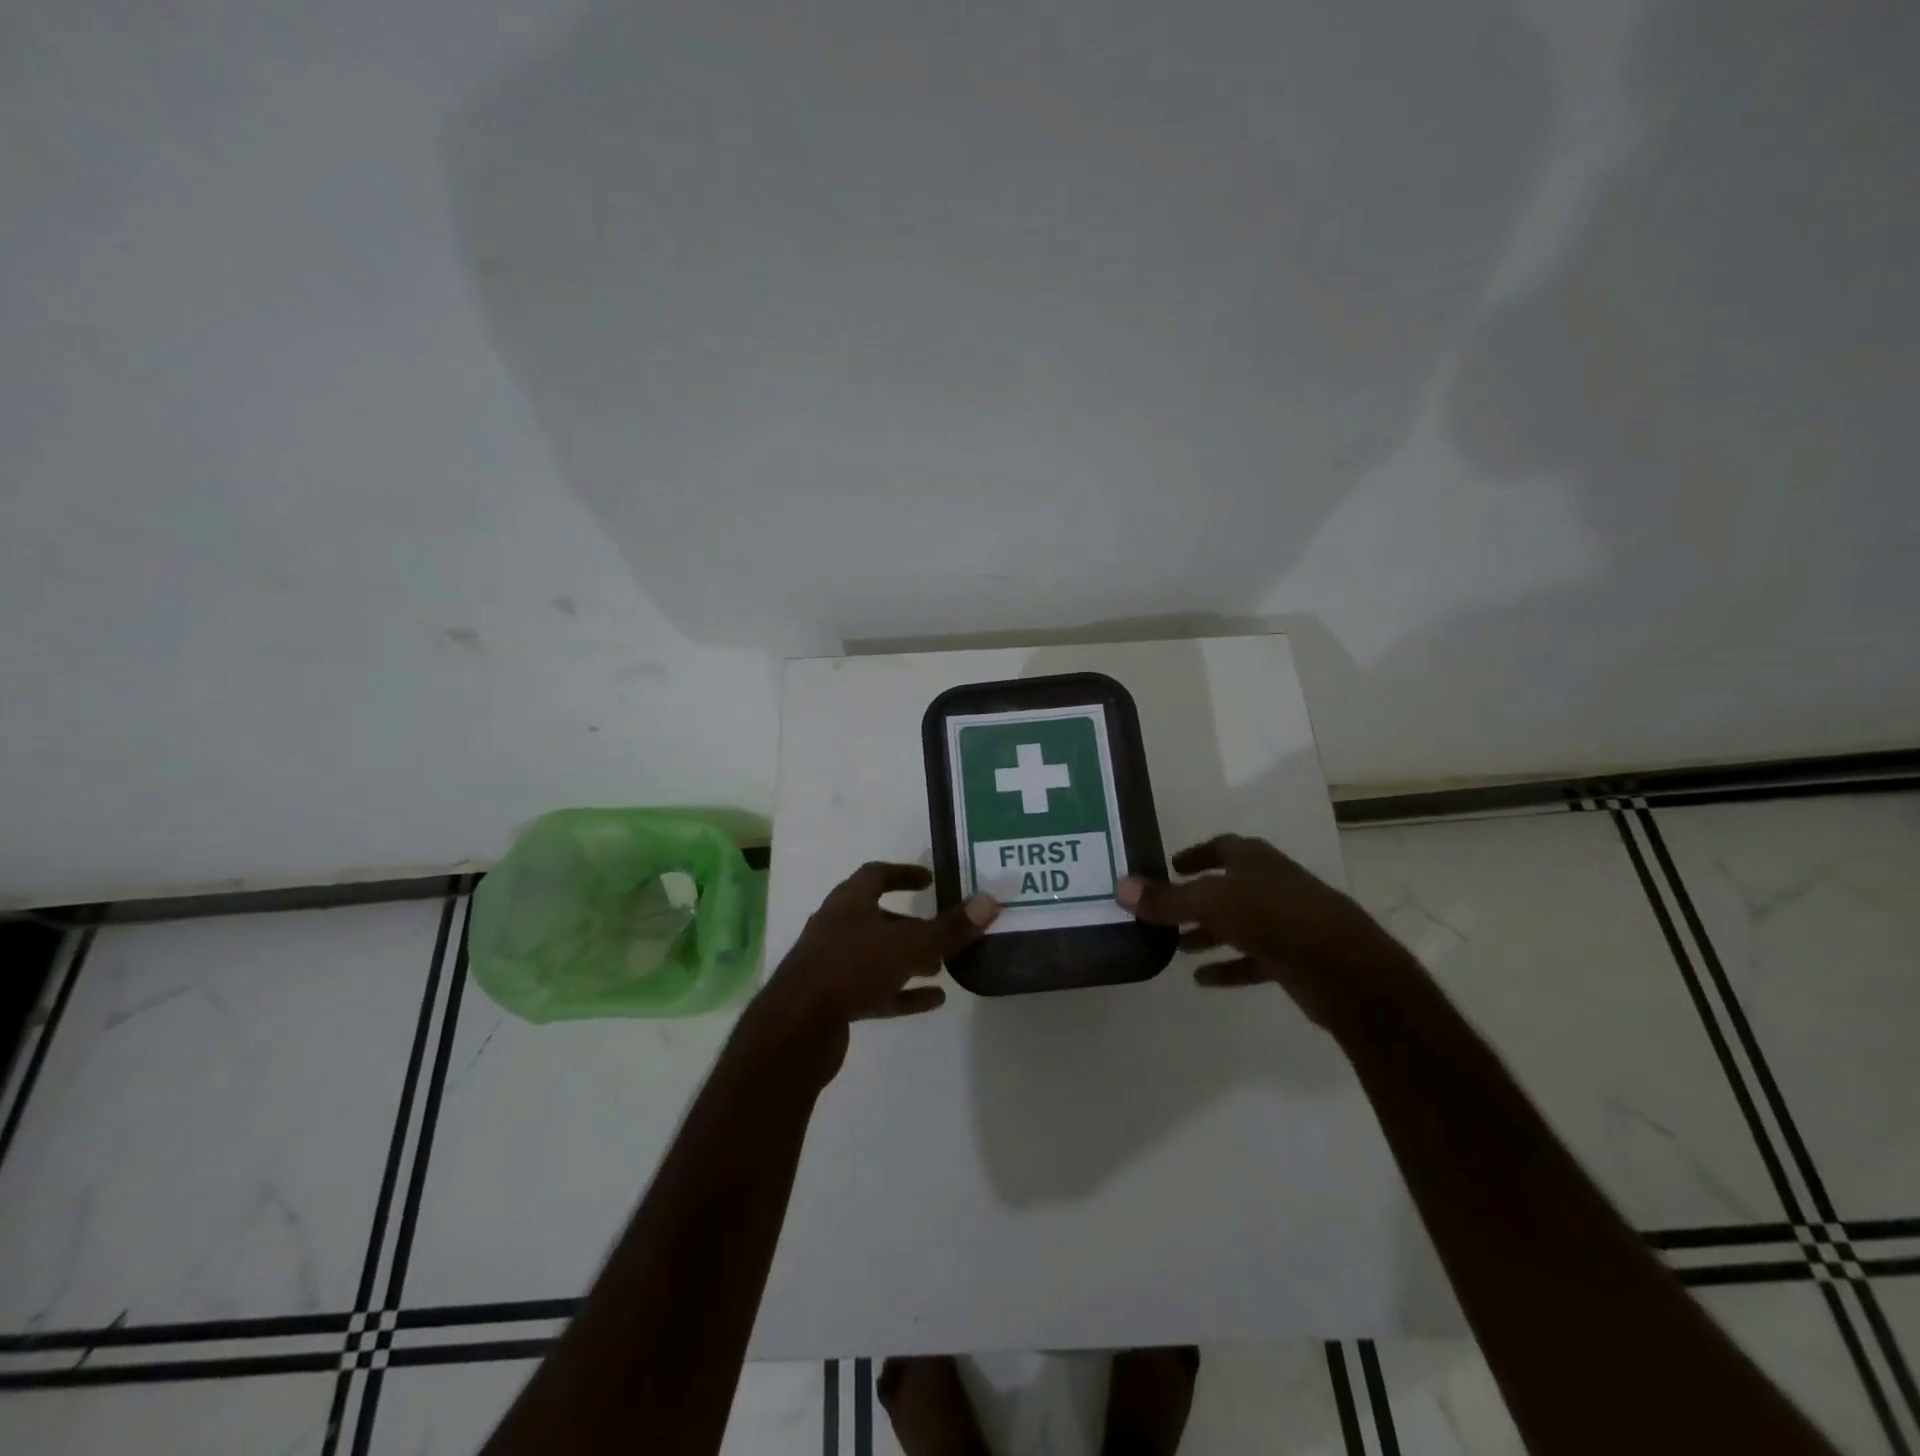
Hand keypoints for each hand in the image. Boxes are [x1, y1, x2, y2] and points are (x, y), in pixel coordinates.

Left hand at [752, 862, 997, 1069]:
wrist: (796, 1028)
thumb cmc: (851, 969)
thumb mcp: (908, 945)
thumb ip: (949, 927)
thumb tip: (990, 901)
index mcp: (848, 902)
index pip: (876, 875)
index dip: (904, 874)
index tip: (930, 880)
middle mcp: (836, 926)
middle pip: (878, 917)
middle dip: (912, 924)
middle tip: (943, 932)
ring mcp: (831, 964)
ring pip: (876, 954)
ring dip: (908, 958)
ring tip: (942, 967)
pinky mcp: (832, 1000)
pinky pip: (874, 989)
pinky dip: (901, 992)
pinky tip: (933, 1001)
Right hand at [1116, 834, 1417, 1025]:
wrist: (1344, 968)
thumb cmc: (1275, 917)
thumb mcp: (1211, 903)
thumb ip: (1167, 899)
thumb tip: (1120, 888)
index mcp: (1256, 861)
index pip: (1221, 848)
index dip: (1195, 855)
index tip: (1170, 866)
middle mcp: (1271, 885)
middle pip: (1226, 888)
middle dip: (1194, 900)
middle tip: (1162, 911)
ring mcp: (1285, 922)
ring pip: (1237, 924)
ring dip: (1207, 933)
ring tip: (1175, 947)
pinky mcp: (1293, 959)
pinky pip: (1251, 959)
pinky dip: (1227, 966)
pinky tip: (1202, 979)